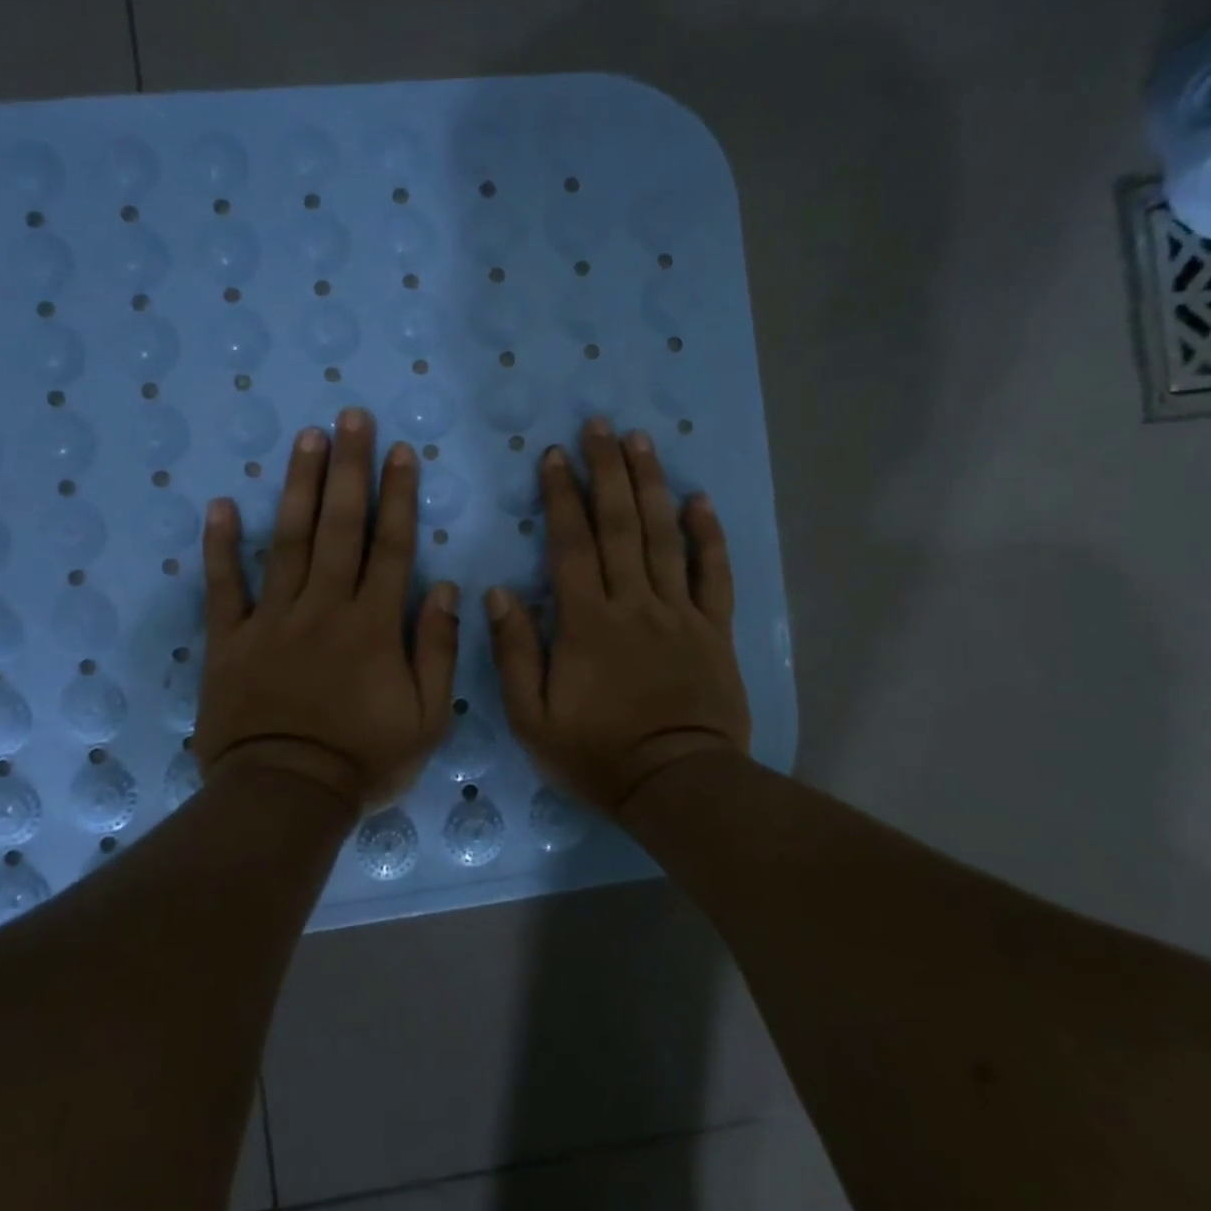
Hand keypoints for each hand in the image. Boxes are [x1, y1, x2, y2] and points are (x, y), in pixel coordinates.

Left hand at [195, 408, 459, 811]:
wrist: (285, 796)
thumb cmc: (363, 760)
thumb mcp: (428, 718)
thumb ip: (439, 651)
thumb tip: (447, 589)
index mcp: (373, 625)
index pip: (390, 546)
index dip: (398, 496)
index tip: (400, 451)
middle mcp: (324, 607)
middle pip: (339, 527)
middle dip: (348, 468)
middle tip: (349, 417)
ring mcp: (272, 620)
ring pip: (288, 541)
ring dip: (298, 487)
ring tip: (306, 438)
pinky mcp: (230, 640)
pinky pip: (224, 587)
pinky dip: (221, 547)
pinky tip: (220, 505)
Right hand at [486, 418, 750, 815]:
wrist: (677, 784)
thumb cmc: (597, 754)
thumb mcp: (532, 717)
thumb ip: (515, 652)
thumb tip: (498, 593)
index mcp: (586, 623)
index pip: (571, 544)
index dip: (561, 497)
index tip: (554, 456)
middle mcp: (634, 604)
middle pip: (620, 525)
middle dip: (607, 471)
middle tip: (599, 426)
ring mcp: (678, 613)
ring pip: (664, 537)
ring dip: (651, 485)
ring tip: (641, 441)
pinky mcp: (712, 629)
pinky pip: (712, 574)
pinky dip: (708, 536)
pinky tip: (699, 500)